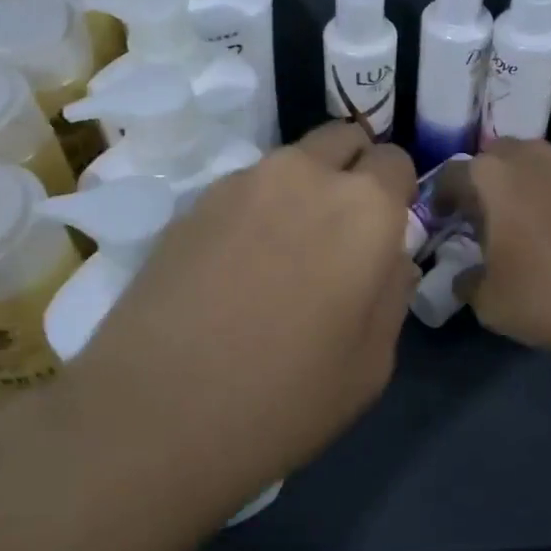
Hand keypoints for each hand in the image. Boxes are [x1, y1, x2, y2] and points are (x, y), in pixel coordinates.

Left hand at [73, 124, 417, 502]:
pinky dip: (256, 209)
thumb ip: (393, 293)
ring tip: (282, 254)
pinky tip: (235, 266)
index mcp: (364, 207)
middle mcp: (305, 174)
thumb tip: (390, 258)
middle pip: (343, 139)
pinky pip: (245, 188)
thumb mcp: (370, 364)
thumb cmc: (283, 398)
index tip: (383, 235)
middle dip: (352, 171)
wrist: (154, 411)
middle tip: (339, 233)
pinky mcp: (193, 201)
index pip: (396, 162)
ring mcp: (243, 182)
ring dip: (302, 189)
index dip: (396, 194)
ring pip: (292, 162)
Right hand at [437, 139, 550, 357]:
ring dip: (524, 186)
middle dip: (484, 183)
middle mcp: (532, 156)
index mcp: (493, 176)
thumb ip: (468, 282)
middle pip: (495, 159)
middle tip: (483, 218)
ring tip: (526, 224)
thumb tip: (465, 276)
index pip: (451, 175)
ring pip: (536, 165)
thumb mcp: (491, 303)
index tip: (441, 218)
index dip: (440, 197)